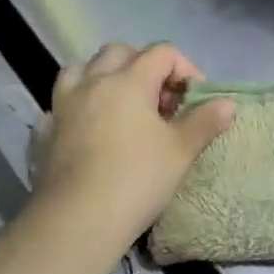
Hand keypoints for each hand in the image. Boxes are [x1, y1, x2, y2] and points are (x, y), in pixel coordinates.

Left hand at [32, 44, 234, 258]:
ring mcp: (64, 106)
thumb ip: (205, 121)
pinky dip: (77, 106)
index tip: (195, 99)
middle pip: (120, 52)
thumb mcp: (181, 151)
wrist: (78, 221)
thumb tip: (227, 103)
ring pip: (81, 69)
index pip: (162, 53)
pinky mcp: (45, 132)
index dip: (185, 69)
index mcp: (129, 81)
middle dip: (144, 66)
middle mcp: (93, 82)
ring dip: (103, 76)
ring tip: (121, 104)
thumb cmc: (137, 179)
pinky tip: (88, 127)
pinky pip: (61, 104)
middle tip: (160, 99)